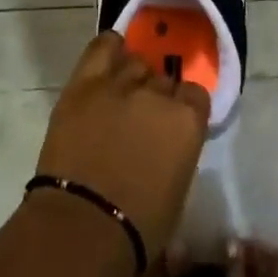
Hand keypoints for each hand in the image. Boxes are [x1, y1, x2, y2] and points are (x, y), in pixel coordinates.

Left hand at [34, 33, 210, 261]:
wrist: (81, 228)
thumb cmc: (138, 229)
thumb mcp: (177, 190)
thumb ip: (178, 151)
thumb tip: (168, 144)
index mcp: (187, 121)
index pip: (196, 94)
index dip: (185, 108)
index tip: (175, 125)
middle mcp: (158, 93)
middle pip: (163, 79)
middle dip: (157, 96)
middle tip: (143, 121)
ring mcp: (120, 83)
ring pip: (135, 62)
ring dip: (133, 78)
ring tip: (123, 97)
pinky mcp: (85, 83)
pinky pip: (102, 47)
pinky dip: (109, 49)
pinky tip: (110, 56)